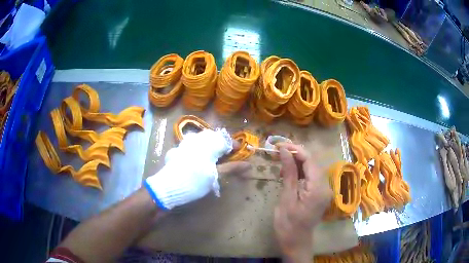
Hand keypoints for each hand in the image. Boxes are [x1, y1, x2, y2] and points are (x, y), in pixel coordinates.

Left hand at [145, 129, 250, 209]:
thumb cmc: (194, 181)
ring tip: (214, 159)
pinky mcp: (177, 152)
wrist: (167, 188)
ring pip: (201, 141)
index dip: (233, 145)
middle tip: (227, 156)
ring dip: (210, 147)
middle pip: (213, 137)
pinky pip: (191, 146)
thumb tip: (249, 165)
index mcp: (206, 144)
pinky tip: (198, 161)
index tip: (240, 153)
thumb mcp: (215, 176)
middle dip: (222, 145)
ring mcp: (184, 145)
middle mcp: (195, 140)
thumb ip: (232, 168)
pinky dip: (199, 151)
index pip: (224, 139)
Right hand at [274, 143, 331, 261]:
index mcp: (318, 188)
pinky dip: (300, 172)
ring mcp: (324, 190)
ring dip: (297, 162)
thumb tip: (285, 151)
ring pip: (312, 168)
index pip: (310, 160)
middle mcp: (325, 186)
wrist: (296, 242)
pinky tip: (289, 173)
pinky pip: (311, 177)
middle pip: (312, 163)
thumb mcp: (286, 198)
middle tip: (278, 151)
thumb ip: (288, 173)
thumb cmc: (288, 224)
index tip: (280, 145)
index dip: (296, 150)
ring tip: (281, 162)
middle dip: (296, 154)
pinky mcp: (320, 193)